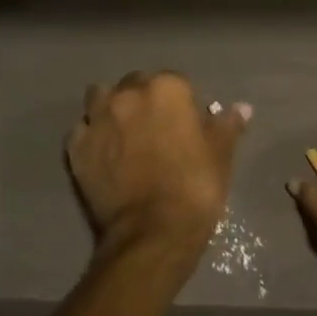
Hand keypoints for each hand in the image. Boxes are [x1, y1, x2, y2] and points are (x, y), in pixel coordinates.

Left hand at [65, 72, 249, 286]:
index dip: (181, 102)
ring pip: (101, 98)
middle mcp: (127, 95)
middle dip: (144, 100)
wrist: (152, 233)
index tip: (186, 124)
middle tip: (157, 129)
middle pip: (135, 85)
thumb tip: (241, 108)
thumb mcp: (221, 155)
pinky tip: (102, 152)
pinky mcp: (75, 148)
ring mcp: (97, 120)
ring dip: (111, 108)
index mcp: (166, 89)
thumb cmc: (195, 188)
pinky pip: (81, 130)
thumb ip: (227, 125)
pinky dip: (91, 135)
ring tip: (124, 132)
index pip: (175, 81)